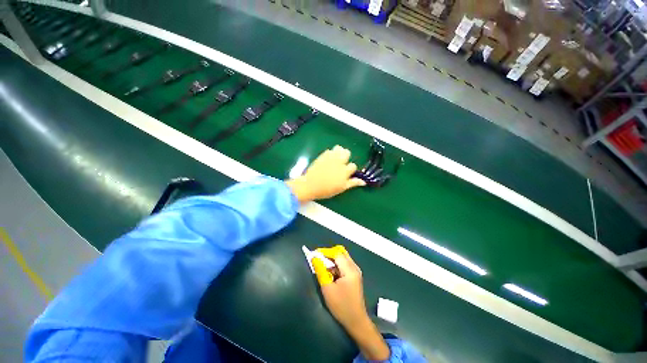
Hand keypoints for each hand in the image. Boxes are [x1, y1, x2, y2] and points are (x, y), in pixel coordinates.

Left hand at [286, 145, 365, 203]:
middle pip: (347, 153)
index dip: (350, 169)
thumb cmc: (326, 190)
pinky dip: (331, 153)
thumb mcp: (341, 188)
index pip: (353, 166)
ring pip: (339, 148)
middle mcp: (339, 162)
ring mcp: (330, 158)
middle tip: (342, 163)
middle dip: (346, 157)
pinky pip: (329, 150)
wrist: (310, 186)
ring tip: (336, 158)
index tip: (346, 172)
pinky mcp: (323, 155)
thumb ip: (352, 183)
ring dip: (339, 152)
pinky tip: (328, 159)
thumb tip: (364, 182)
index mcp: (345, 172)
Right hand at [313, 246, 389, 360]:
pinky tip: (330, 273)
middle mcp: (354, 267)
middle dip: (329, 254)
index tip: (314, 254)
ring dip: (332, 260)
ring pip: (343, 258)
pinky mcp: (355, 276)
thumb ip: (320, 271)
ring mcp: (356, 271)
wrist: (356, 321)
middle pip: (341, 252)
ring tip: (322, 267)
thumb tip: (314, 258)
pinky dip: (336, 265)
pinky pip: (344, 264)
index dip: (325, 252)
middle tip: (318, 259)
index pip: (337, 253)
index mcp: (350, 269)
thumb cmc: (341, 306)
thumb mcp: (327, 288)